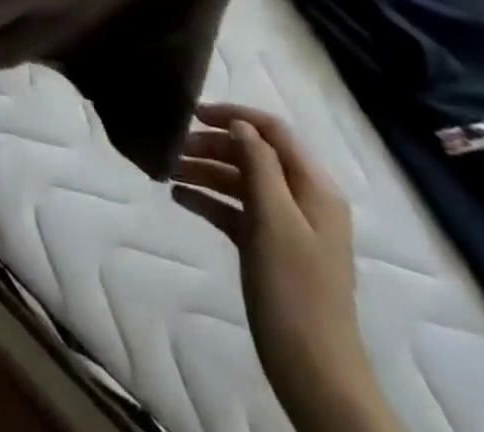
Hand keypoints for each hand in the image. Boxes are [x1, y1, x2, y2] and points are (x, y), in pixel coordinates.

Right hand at [172, 104, 400, 431]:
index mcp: (314, 186)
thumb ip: (258, 164)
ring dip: (206, 171)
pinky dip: (209, 200)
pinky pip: (236, 209)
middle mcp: (303, 199)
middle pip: (253, 153)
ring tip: (168, 171)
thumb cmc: (294, 288)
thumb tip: (239, 125)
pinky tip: (180, 197)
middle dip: (213, 145)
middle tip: (173, 146)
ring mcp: (286, 225)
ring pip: (240, 180)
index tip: (192, 113)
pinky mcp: (269, 247)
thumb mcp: (274, 218)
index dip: (234, 115)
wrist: (314, 371)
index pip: (272, 130)